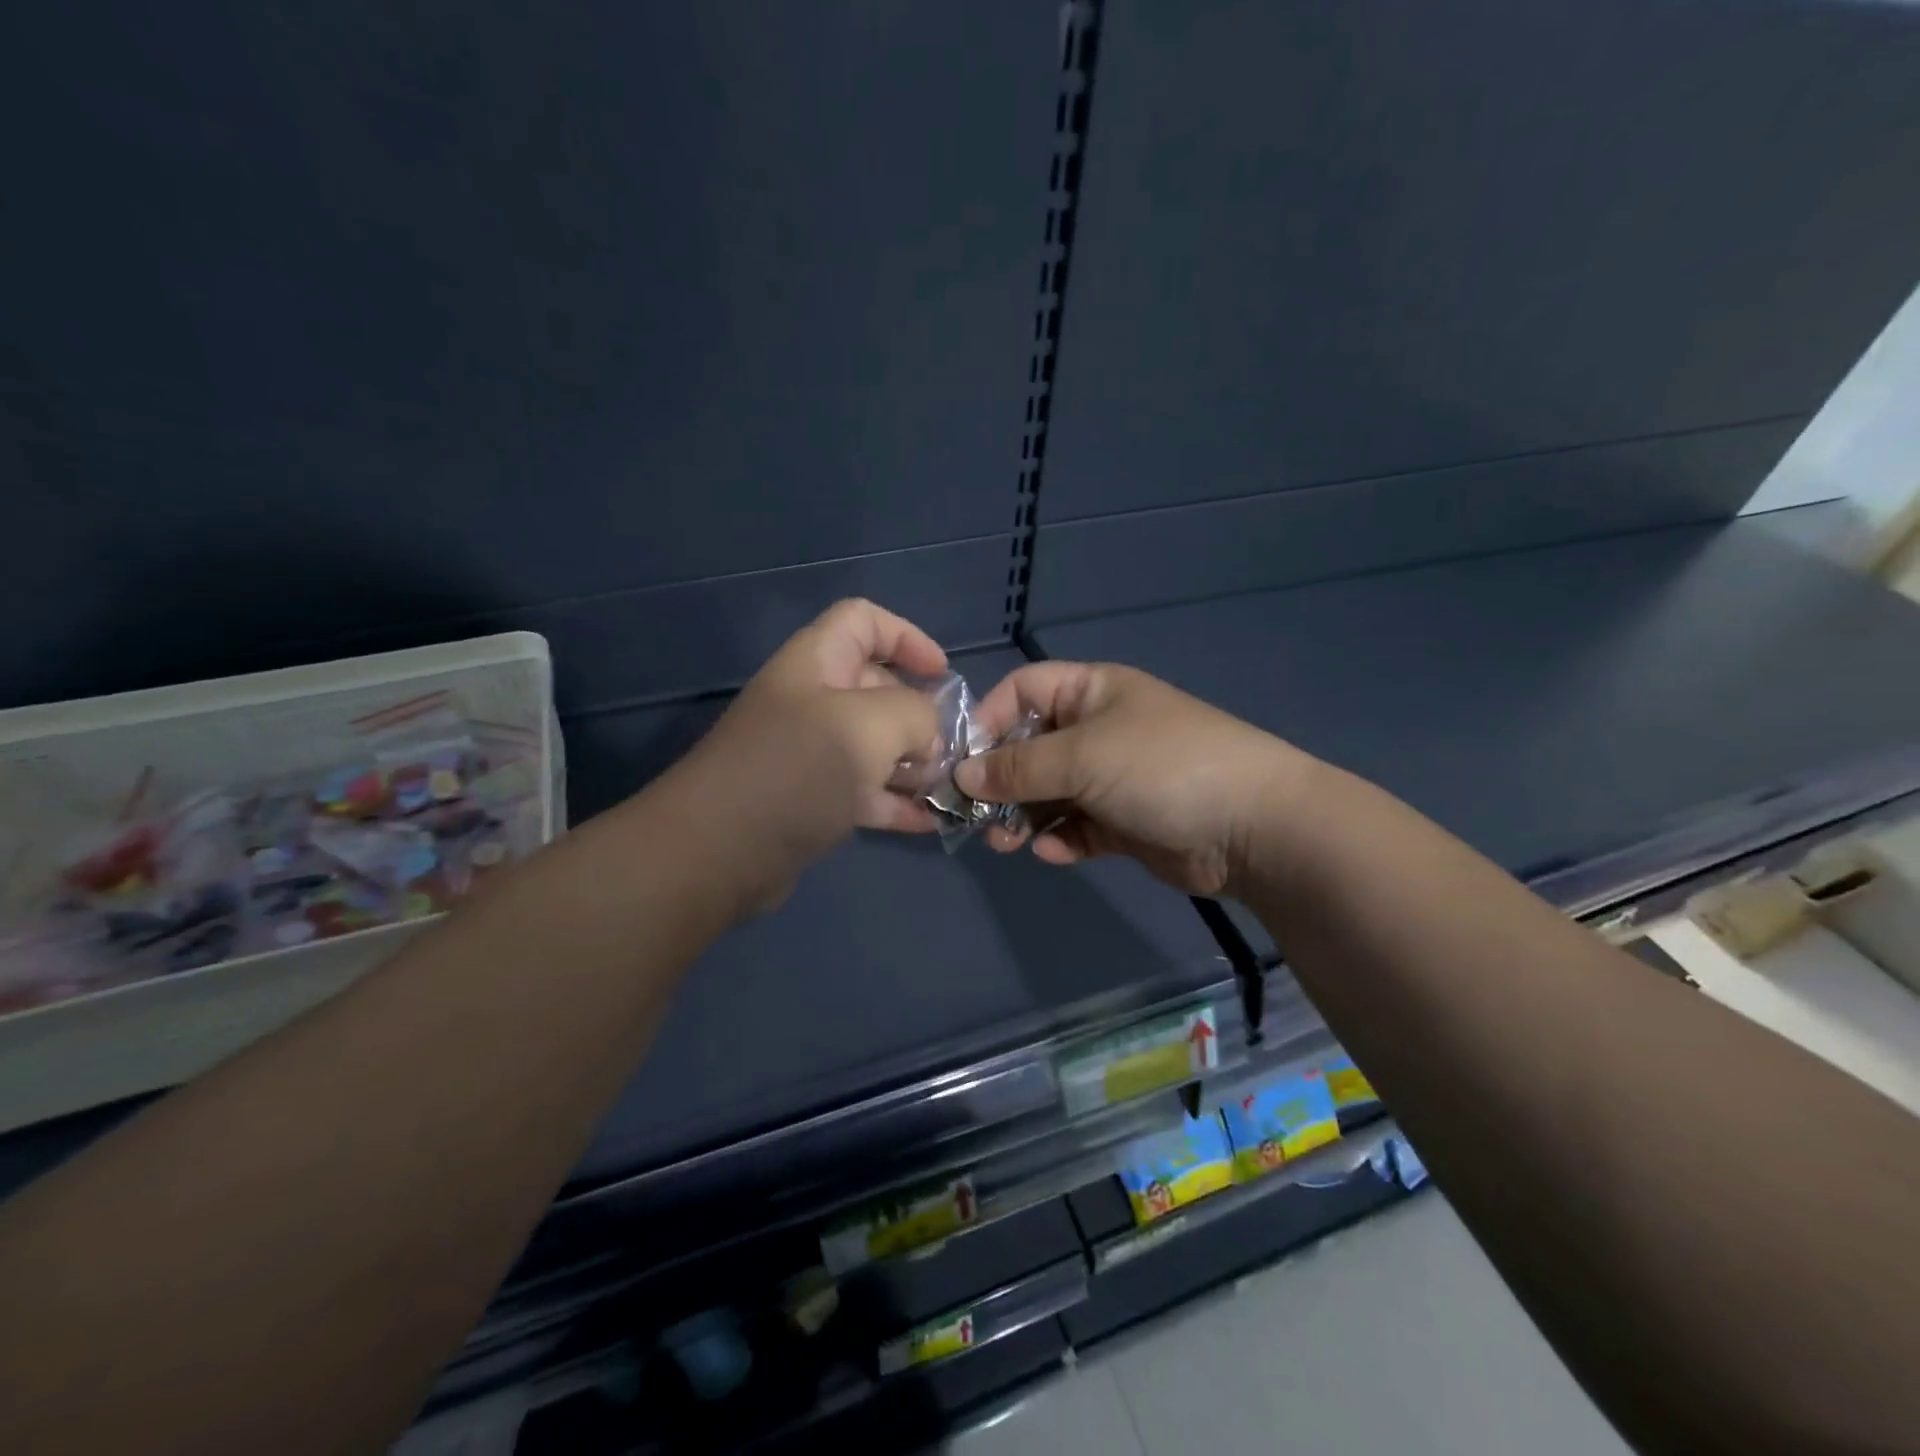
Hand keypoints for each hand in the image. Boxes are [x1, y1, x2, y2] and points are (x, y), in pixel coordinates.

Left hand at [672, 600, 945, 910]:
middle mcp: (812, 700)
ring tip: (950, 786)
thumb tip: (929, 735)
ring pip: (875, 745)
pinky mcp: (810, 800)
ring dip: (915, 763)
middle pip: (877, 687)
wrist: (720, 851)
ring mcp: (809, 753)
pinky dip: (896, 802)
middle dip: (922, 713)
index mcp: (817, 661)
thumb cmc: (799, 769)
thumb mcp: (872, 725)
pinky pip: (864, 791)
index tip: (943, 675)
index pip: (864, 621)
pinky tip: (931, 821)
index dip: (908, 637)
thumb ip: (916, 714)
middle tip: (953, 746)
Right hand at [955, 662, 1311, 897]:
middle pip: (1030, 747)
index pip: (1022, 690)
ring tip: (1006, 842)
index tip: (962, 761)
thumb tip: (962, 776)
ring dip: (1023, 816)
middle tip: (977, 815)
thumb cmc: (1162, 767)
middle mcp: (1098, 729)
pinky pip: (1077, 826)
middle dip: (1001, 781)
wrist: (1254, 827)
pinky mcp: (1125, 822)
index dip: (988, 720)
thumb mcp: (1083, 756)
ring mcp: (1113, 777)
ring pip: (1049, 792)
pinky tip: (1054, 852)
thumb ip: (1018, 767)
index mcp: (1092, 692)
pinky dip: (1061, 838)